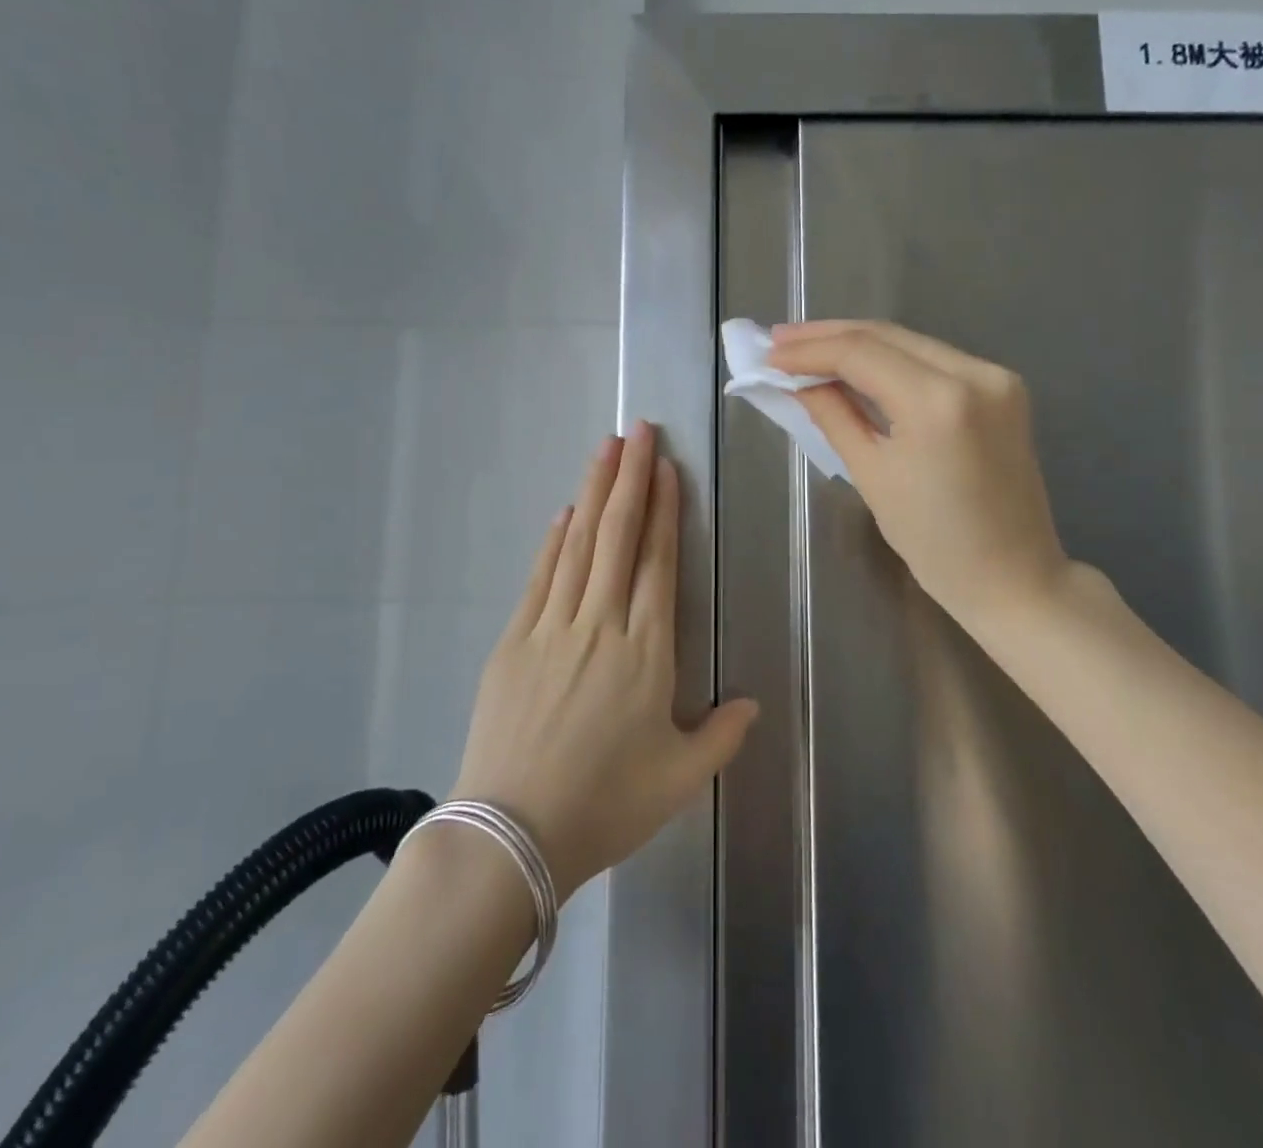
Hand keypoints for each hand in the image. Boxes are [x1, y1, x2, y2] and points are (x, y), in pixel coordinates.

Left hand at [451, 422, 757, 899]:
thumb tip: (750, 702)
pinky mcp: (514, 641)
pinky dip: (554, 540)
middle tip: (638, 429)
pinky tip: (563, 512)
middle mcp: (600, 625)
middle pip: (618, 536)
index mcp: (646, 652)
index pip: (658, 563)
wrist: (512, 833)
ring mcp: (552, 628)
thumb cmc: (606, 805)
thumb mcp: (680, 780)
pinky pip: (540, 577)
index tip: (667, 468)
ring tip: (605, 449)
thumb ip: (723, 737)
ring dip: (593, 492)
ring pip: (578, 545)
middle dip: (630, 478)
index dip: (664, 510)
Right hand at [769, 320, 1076, 627]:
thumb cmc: (934, 543)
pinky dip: (891, 359)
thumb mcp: (871, 475)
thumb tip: (799, 381)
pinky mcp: (1003, 388)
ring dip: (858, 343)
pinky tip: (857, 363)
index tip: (769, 354)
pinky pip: (934, 360)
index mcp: (939, 403)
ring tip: (808, 347)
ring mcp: (996, 377)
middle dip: (829, 335)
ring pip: (911, 342)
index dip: (809, 350)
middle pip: (887, 335)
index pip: (861, 354)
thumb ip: (833, 415)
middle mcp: (975, 374)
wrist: (1013, 576)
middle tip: (779, 340)